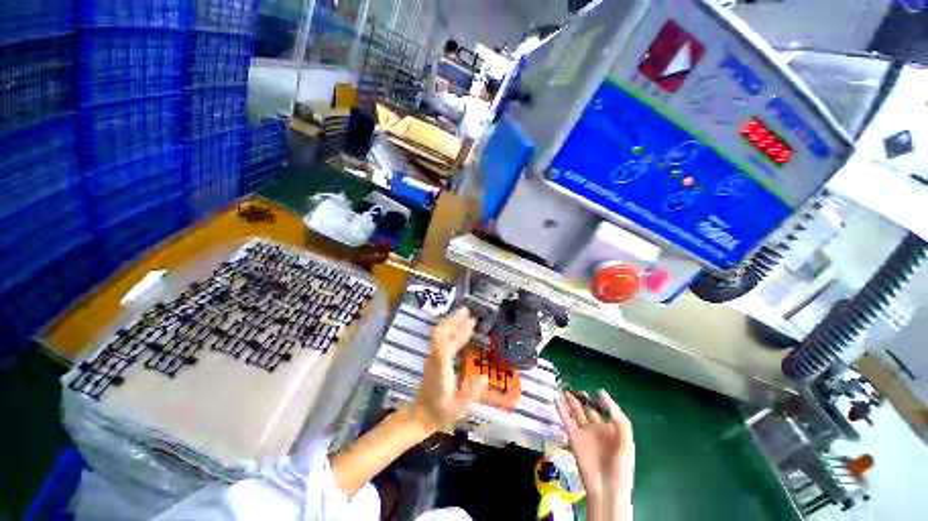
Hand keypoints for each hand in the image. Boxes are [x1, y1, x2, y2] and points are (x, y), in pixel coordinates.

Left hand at [410, 308, 487, 431]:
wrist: (420, 415)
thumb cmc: (440, 413)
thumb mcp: (458, 409)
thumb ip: (471, 394)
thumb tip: (484, 378)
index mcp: (441, 369)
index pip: (446, 346)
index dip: (458, 333)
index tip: (470, 323)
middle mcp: (435, 359)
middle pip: (441, 334)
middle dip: (453, 321)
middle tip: (467, 311)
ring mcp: (433, 357)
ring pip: (439, 334)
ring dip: (452, 323)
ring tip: (465, 315)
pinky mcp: (434, 357)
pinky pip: (441, 338)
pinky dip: (450, 329)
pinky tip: (460, 327)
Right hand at [556, 390, 634, 518]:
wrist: (606, 487)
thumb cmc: (620, 466)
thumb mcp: (626, 442)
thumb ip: (619, 420)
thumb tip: (605, 397)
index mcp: (612, 430)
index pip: (607, 411)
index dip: (604, 401)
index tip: (598, 390)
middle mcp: (598, 429)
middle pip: (589, 409)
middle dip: (583, 398)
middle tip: (576, 387)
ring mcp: (585, 433)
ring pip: (576, 412)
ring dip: (571, 401)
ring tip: (565, 389)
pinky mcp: (574, 438)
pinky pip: (566, 420)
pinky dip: (561, 410)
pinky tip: (556, 399)